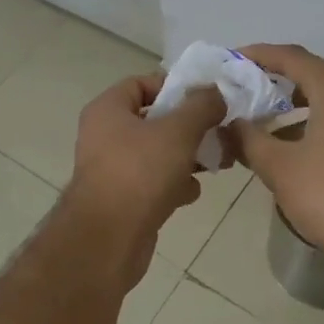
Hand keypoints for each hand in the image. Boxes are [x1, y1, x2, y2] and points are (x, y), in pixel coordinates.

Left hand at [65, 74, 225, 287]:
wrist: (108, 240)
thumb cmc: (140, 172)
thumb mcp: (178, 131)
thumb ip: (201, 107)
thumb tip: (216, 92)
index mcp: (108, 110)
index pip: (141, 83)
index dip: (174, 87)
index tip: (205, 99)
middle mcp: (104, 135)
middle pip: (153, 120)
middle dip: (188, 126)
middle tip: (218, 131)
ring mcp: (111, 169)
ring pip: (156, 153)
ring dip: (185, 157)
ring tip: (215, 162)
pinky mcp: (122, 199)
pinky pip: (152, 182)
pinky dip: (173, 185)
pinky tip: (191, 193)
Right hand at [230, 44, 323, 273]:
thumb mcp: (278, 167)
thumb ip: (249, 139)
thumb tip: (233, 123)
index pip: (292, 57)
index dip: (259, 54)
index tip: (233, 60)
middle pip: (314, 74)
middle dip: (277, 79)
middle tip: (246, 89)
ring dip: (297, 104)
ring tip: (266, 120)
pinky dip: (316, 122)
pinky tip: (297, 148)